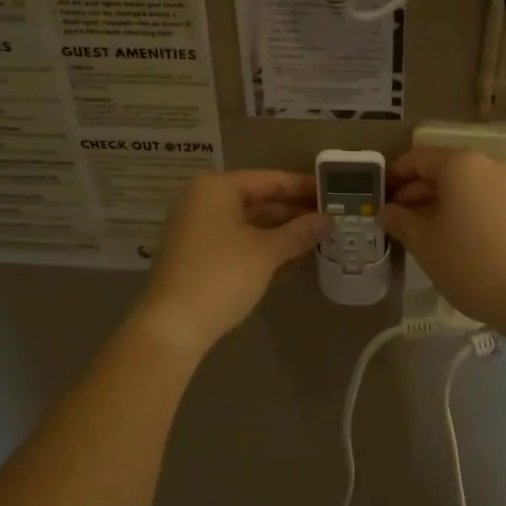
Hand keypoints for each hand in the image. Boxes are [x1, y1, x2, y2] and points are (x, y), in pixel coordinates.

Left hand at [134, 170, 328, 353]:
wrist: (172, 326)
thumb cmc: (222, 276)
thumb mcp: (266, 252)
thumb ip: (299, 232)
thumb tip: (328, 220)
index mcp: (216, 188)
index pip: (269, 179)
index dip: (302, 186)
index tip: (332, 191)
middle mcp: (203, 199)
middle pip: (257, 198)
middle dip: (293, 210)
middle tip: (331, 216)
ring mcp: (196, 227)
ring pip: (247, 221)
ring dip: (280, 229)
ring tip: (318, 235)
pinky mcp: (196, 252)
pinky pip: (236, 238)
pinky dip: (261, 244)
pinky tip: (291, 254)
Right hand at [380, 148, 505, 336]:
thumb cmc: (472, 263)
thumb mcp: (425, 243)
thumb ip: (400, 221)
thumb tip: (386, 211)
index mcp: (459, 164)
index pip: (416, 159)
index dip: (393, 177)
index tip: (377, 199)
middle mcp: (486, 165)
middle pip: (441, 170)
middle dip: (414, 193)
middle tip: (393, 220)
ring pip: (462, 187)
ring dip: (436, 204)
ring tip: (418, 234)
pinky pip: (481, 199)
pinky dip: (461, 212)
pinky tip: (450, 240)